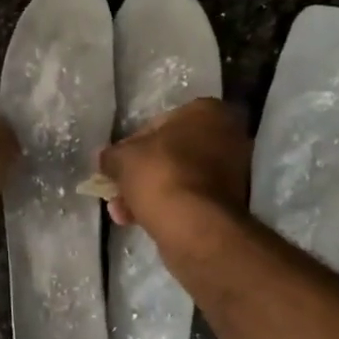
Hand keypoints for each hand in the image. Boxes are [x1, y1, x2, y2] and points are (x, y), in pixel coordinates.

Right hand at [96, 98, 249, 234]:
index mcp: (207, 112)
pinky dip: (166, 206)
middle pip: (170, 153)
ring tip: (121, 213)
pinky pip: (188, 198)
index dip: (131, 145)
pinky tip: (139, 221)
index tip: (116, 165)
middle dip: (140, 173)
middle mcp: (226, 136)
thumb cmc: (160, 175)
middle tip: (117, 191)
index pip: (158, 123)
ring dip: (148, 193)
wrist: (194, 226)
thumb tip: (106, 159)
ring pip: (178, 178)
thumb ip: (111, 155)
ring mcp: (232, 172)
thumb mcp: (122, 158)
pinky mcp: (228, 203)